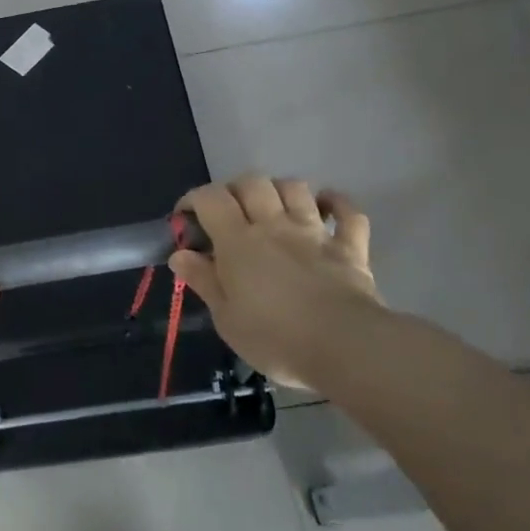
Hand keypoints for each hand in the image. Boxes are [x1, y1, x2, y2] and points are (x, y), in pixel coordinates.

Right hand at [170, 176, 383, 387]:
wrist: (345, 348)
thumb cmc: (275, 338)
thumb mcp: (226, 318)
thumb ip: (203, 280)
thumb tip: (179, 254)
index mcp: (238, 241)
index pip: (210, 198)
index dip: (193, 200)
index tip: (186, 219)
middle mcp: (274, 225)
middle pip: (252, 183)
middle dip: (235, 190)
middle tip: (228, 214)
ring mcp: (315, 233)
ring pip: (295, 188)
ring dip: (279, 190)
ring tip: (271, 208)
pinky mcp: (350, 247)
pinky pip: (348, 213)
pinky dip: (336, 203)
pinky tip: (325, 207)